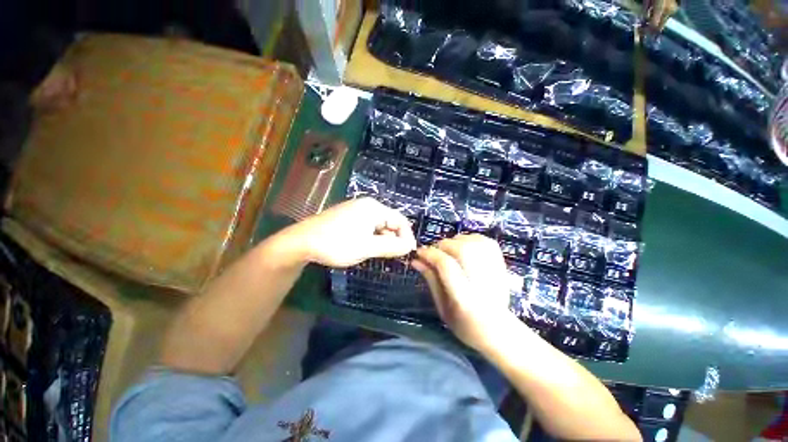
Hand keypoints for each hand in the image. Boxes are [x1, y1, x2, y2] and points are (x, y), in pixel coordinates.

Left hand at [288, 197, 416, 266]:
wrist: (302, 241)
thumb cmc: (337, 244)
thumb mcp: (367, 247)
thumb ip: (391, 247)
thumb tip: (409, 246)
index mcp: (374, 208)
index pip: (400, 220)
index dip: (407, 236)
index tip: (408, 253)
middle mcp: (367, 205)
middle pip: (390, 221)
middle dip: (394, 239)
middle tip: (393, 256)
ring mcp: (356, 210)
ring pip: (379, 225)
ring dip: (383, 240)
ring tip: (380, 254)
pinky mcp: (348, 217)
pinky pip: (368, 226)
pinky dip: (372, 237)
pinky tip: (367, 247)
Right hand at [411, 234, 515, 350]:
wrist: (499, 329)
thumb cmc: (465, 324)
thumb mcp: (442, 308)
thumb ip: (431, 280)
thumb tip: (416, 260)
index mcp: (464, 298)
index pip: (446, 266)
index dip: (430, 254)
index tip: (419, 253)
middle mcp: (481, 282)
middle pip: (461, 250)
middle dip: (443, 246)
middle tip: (434, 252)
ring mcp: (494, 271)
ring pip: (473, 243)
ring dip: (455, 241)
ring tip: (448, 249)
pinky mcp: (501, 264)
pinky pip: (484, 241)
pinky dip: (470, 238)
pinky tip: (463, 245)